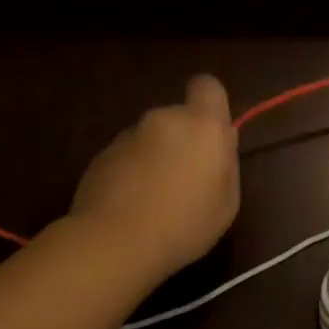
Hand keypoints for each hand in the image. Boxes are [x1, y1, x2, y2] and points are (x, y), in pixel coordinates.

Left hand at [69, 75, 240, 279]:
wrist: (115, 242)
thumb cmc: (185, 224)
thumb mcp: (227, 202)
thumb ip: (226, 163)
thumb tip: (221, 141)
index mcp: (202, 125)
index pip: (208, 86)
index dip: (211, 105)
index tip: (212, 135)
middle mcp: (163, 119)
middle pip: (178, 117)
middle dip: (183, 140)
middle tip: (186, 181)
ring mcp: (128, 135)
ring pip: (150, 138)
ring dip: (155, 158)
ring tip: (155, 200)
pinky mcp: (101, 156)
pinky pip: (126, 157)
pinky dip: (131, 173)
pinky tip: (131, 207)